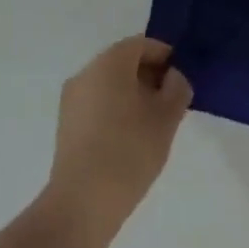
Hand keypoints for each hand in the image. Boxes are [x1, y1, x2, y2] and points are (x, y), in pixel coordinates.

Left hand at [44, 36, 191, 243]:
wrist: (83, 203)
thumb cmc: (130, 150)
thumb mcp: (167, 117)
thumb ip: (177, 89)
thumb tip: (173, 77)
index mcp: (110, 62)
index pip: (142, 45)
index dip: (166, 57)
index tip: (182, 79)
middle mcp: (86, 72)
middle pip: (123, 62)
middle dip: (150, 76)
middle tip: (172, 102)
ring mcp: (72, 99)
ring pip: (109, 85)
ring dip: (133, 94)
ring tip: (154, 124)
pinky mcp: (66, 125)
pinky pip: (97, 104)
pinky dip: (116, 110)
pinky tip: (131, 139)